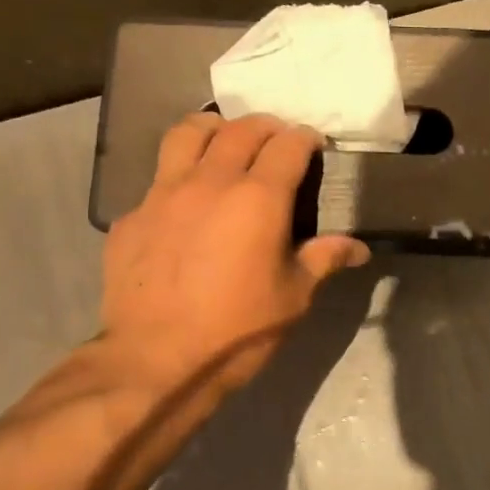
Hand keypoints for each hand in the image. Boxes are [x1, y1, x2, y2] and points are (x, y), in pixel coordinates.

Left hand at [99, 112, 369, 403]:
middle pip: (240, 130)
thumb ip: (324, 259)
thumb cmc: (239, 329)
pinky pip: (157, 179)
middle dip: (265, 127)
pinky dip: (178, 177)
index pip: (287, 145)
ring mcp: (163, 195)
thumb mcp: (294, 296)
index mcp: (258, 198)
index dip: (305, 139)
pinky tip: (185, 204)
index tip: (314, 144)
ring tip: (224, 142)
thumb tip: (358, 249)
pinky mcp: (130, 217)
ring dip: (213, 129)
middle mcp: (210, 182)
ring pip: (187, 134)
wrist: (156, 362)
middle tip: (277, 141)